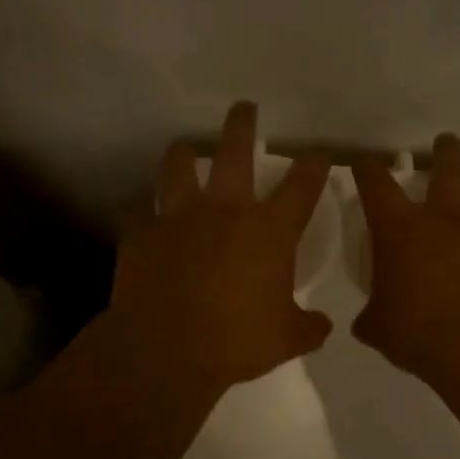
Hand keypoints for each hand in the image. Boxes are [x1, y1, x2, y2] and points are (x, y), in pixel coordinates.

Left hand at [111, 102, 333, 390]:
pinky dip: (140, 211)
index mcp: (269, 231)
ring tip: (183, 147)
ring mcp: (178, 217)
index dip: (313, 165)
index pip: (301, 186)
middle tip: (244, 108)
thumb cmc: (237, 341)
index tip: (318, 154)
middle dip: (242, 125)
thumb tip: (323, 326)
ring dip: (181, 153)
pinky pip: (136, 212)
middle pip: (234, 152)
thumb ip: (309, 327)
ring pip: (177, 167)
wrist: (167, 349)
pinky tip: (140, 212)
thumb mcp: (287, 339)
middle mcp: (225, 211)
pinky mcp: (140, 234)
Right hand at [351, 134, 459, 377]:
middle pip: (448, 171)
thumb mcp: (380, 328)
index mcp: (401, 231)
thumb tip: (370, 321)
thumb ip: (374, 317)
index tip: (365, 162)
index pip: (377, 186)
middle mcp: (446, 222)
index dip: (368, 170)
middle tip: (446, 141)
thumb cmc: (418, 331)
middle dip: (445, 152)